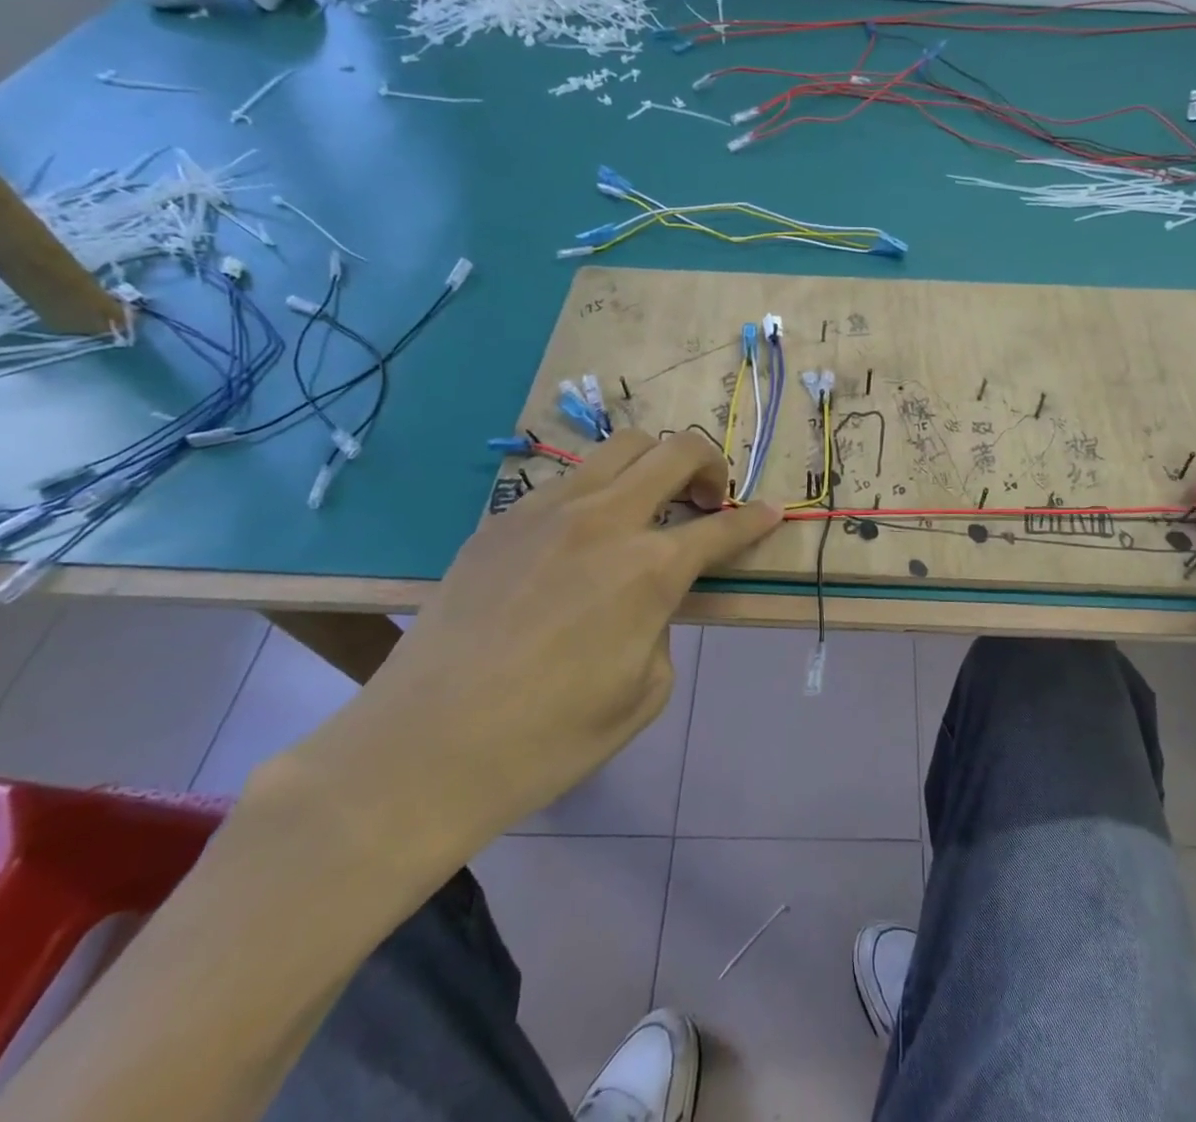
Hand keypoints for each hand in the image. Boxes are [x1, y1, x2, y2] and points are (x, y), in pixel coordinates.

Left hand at [284, 430, 778, 852]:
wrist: (424, 748)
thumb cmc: (548, 738)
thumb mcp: (644, 693)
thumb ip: (664, 624)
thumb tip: (652, 597)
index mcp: (650, 568)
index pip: (722, 527)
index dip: (755, 518)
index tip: (771, 511)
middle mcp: (605, 520)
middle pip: (675, 451)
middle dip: (710, 463)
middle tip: (709, 498)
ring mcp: (547, 510)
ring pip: (619, 447)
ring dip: (652, 463)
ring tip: (649, 502)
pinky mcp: (501, 519)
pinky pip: (566, 482)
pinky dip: (596, 493)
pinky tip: (581, 538)